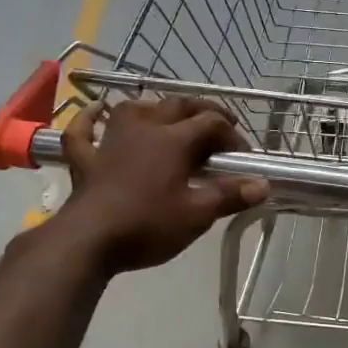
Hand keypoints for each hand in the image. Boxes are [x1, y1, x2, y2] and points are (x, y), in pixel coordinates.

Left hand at [51, 98, 268, 274]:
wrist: (88, 241)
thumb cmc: (148, 225)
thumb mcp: (197, 214)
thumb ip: (230, 196)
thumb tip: (263, 185)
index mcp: (174, 140)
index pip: (212, 123)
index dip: (232, 135)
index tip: (244, 158)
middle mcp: (144, 129)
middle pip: (178, 106)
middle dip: (203, 112)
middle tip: (219, 128)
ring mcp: (111, 140)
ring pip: (135, 109)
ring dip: (156, 109)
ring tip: (169, 120)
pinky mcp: (86, 159)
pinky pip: (84, 130)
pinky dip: (90, 118)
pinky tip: (96, 111)